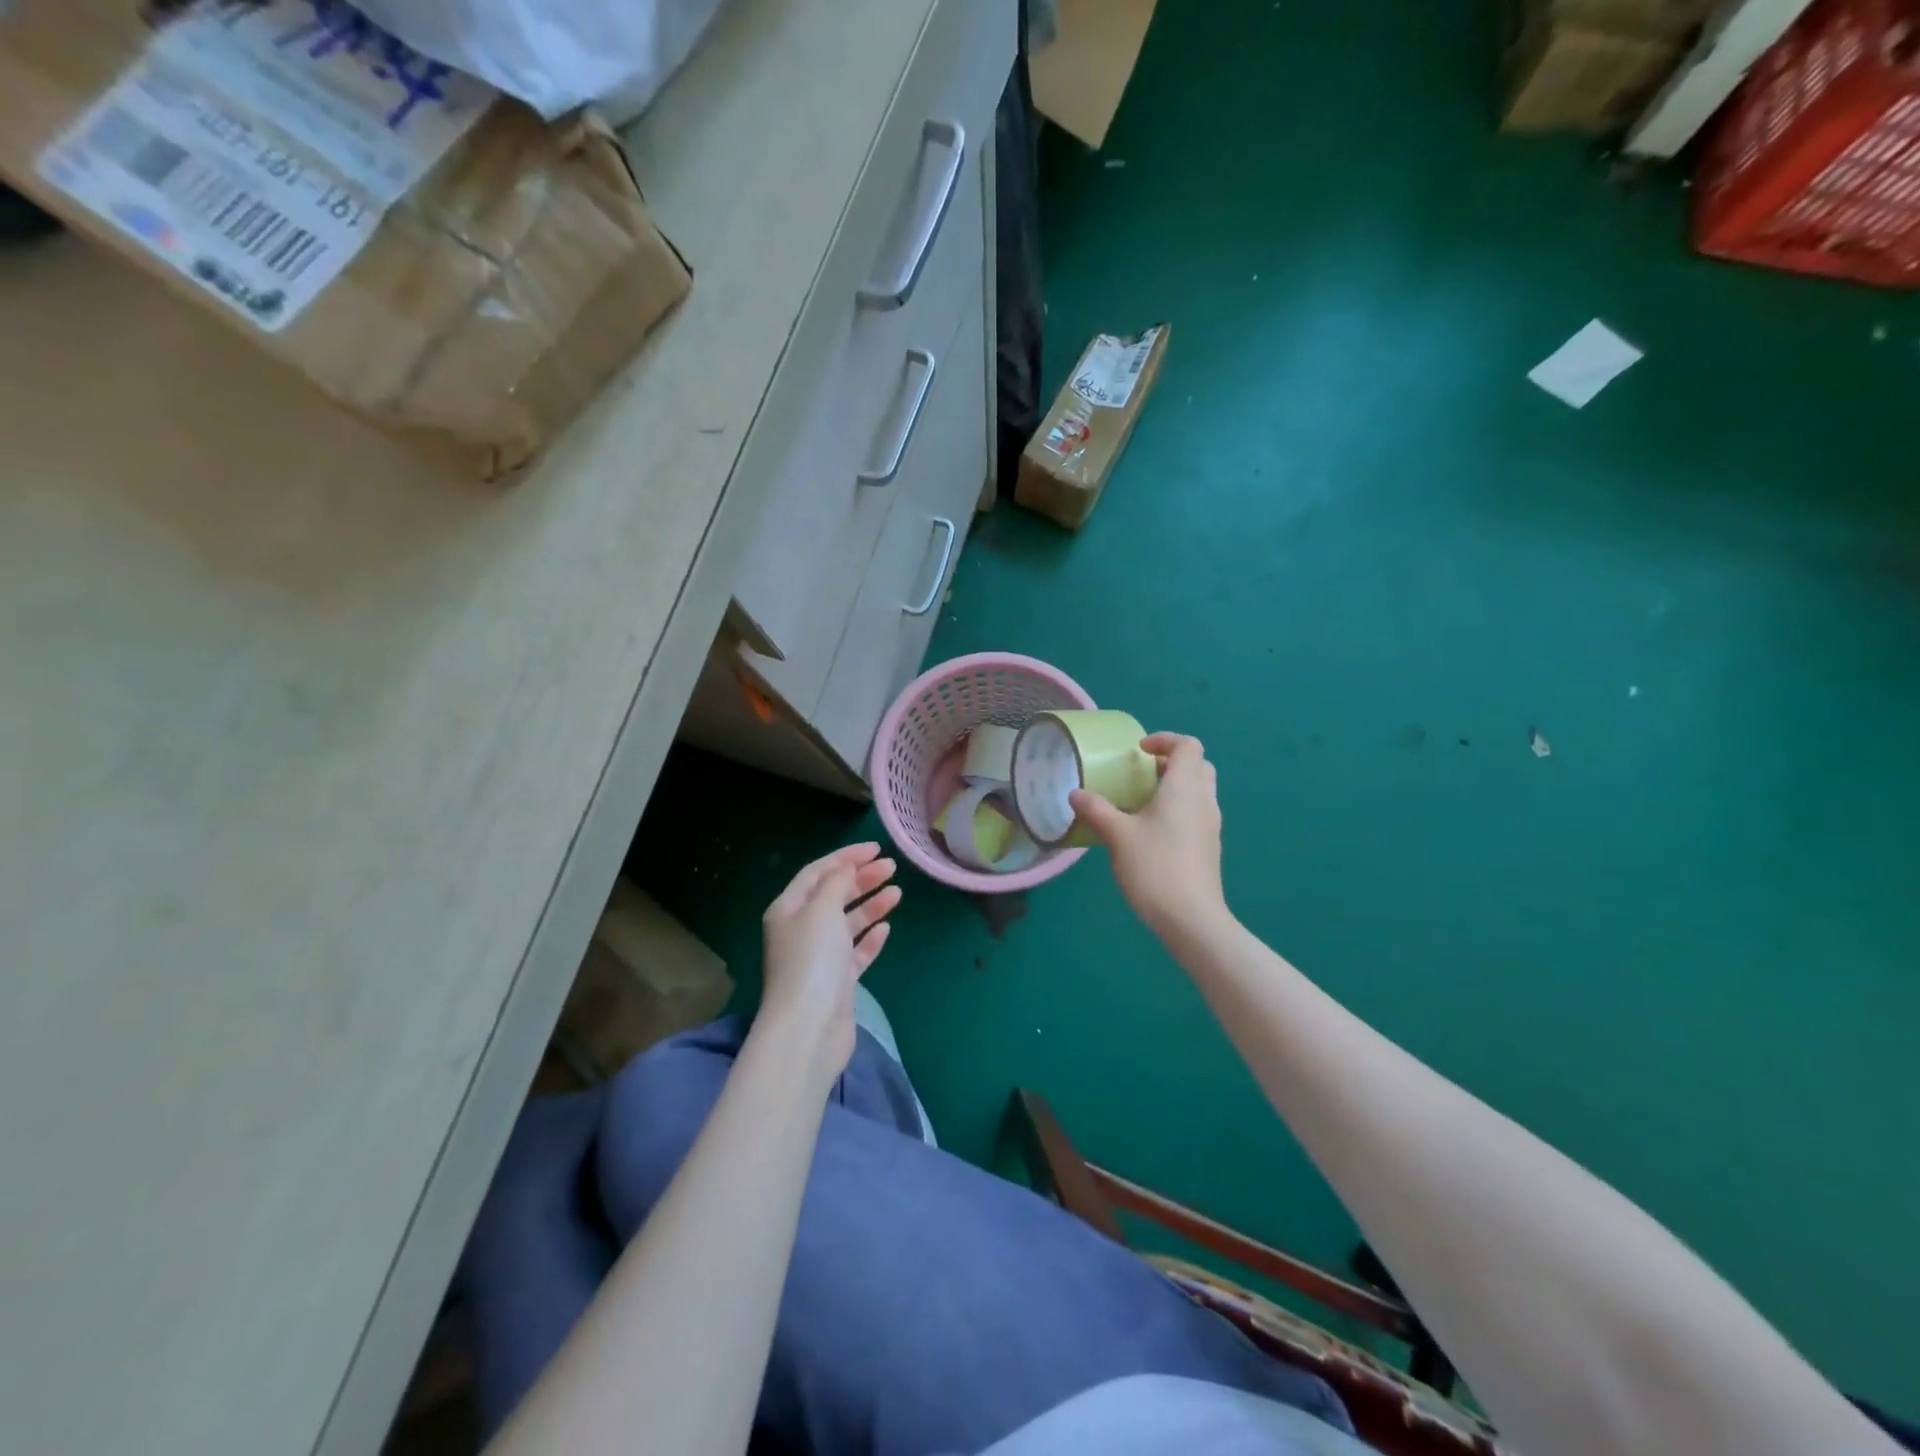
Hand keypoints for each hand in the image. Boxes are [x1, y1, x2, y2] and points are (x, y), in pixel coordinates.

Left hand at [757, 843, 900, 1076]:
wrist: (809, 1027)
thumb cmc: (812, 959)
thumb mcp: (823, 909)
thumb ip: (837, 883)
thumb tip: (846, 869)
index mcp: (788, 909)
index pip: (817, 872)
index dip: (845, 857)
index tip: (876, 848)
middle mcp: (800, 930)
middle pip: (833, 895)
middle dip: (861, 878)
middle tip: (891, 867)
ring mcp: (818, 958)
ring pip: (847, 923)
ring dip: (870, 905)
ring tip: (897, 892)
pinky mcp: (836, 982)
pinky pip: (855, 952)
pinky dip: (869, 938)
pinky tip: (886, 928)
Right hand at [1070, 732, 1227, 941]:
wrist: (1191, 919)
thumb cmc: (1155, 867)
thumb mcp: (1117, 835)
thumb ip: (1096, 810)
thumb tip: (1075, 793)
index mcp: (1184, 788)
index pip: (1188, 746)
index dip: (1164, 740)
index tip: (1138, 751)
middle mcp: (1203, 800)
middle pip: (1198, 766)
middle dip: (1171, 762)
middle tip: (1141, 773)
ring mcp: (1210, 825)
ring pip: (1199, 791)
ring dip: (1174, 786)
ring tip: (1141, 801)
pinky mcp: (1209, 847)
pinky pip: (1196, 813)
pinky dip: (1177, 808)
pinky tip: (1151, 831)